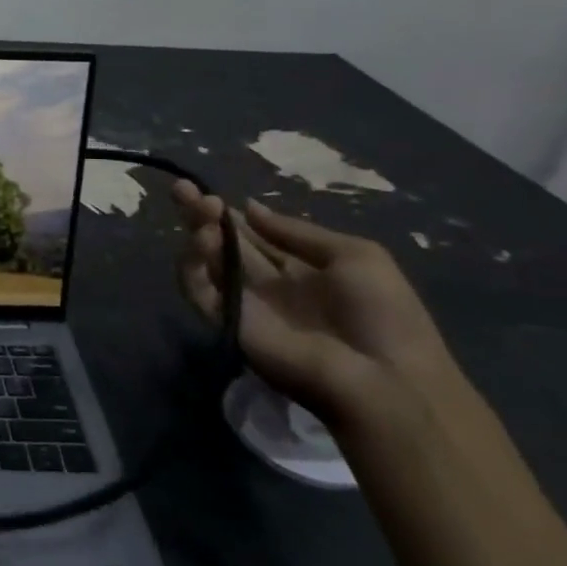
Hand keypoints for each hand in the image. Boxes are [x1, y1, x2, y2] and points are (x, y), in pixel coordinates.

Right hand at [171, 182, 461, 437]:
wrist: (383, 377)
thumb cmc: (382, 313)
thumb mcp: (356, 255)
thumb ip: (297, 231)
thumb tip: (249, 207)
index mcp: (297, 267)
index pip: (251, 234)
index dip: (230, 213)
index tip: (210, 191)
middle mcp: (264, 283)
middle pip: (221, 242)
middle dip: (200, 214)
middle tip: (183, 188)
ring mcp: (242, 303)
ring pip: (204, 262)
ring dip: (197, 232)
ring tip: (202, 210)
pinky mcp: (225, 321)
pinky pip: (197, 290)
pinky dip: (192, 264)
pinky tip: (203, 239)